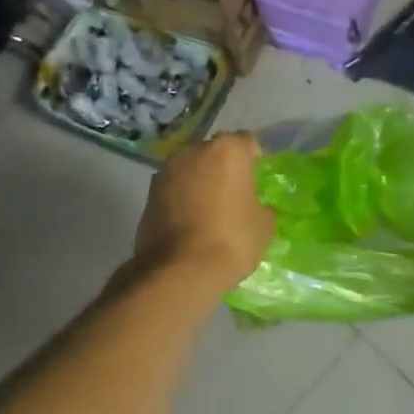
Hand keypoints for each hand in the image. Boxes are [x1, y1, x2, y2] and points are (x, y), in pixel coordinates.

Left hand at [135, 132, 275, 289]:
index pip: (247, 143)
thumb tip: (254, 207)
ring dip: (201, 182)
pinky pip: (175, 189)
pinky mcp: (149, 194)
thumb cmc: (232, 240)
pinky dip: (183, 199)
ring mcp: (167, 171)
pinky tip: (192, 222)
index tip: (258, 180)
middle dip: (225, 168)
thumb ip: (261, 206)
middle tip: (235, 194)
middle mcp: (194, 151)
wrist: (179, 270)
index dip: (255, 160)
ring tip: (211, 210)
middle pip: (215, 153)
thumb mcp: (264, 225)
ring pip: (191, 169)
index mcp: (228, 150)